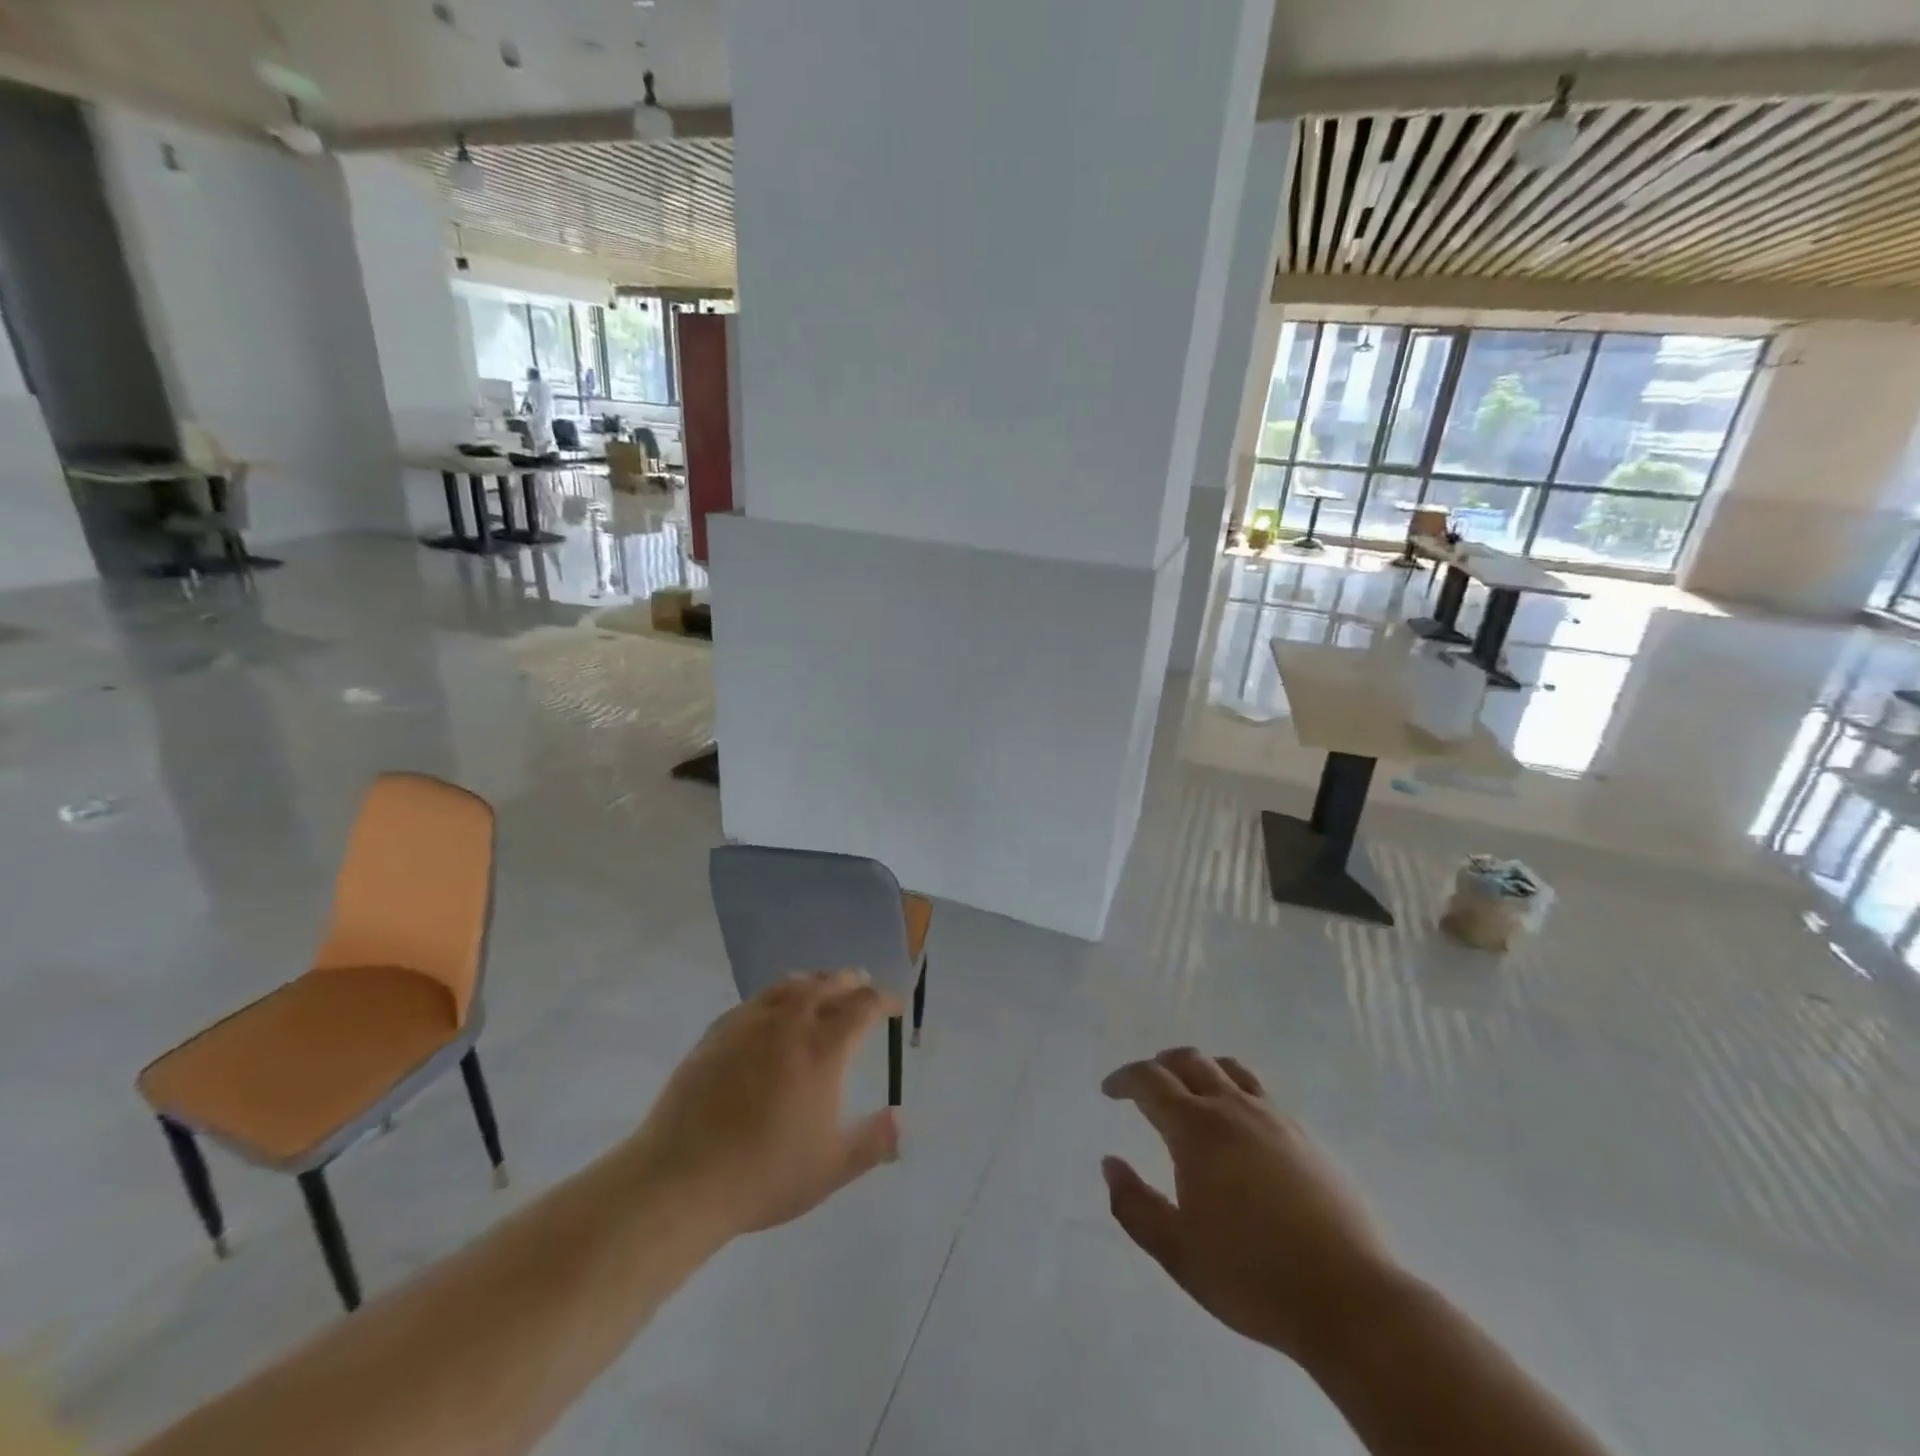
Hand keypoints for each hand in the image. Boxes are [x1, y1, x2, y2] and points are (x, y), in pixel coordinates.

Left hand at [628, 971, 901, 1237]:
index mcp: (823, 1048)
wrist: (681, 1179)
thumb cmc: (764, 1174)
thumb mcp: (831, 1168)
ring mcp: (749, 1023)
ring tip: (821, 988)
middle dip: (851, 982)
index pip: (864, 1005)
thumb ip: (873, 1141)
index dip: (885, 1000)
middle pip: (828, 984)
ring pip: (790, 985)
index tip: (895, 1007)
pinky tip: (773, 1014)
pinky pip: (757, 1000)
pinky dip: (777, 996)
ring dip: (814, 981)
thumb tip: (900, 1119)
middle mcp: (790, 1023)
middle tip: (862, 987)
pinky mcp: (717, 1032)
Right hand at [1101, 1048, 1398, 1364]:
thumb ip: (1135, 1206)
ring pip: (1230, 1070)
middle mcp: (1234, 1109)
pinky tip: (1239, 1126)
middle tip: (1146, 1085)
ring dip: (1201, 1069)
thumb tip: (1110, 1164)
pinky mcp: (1307, 1139)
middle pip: (1190, 1061)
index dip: (1125, 1078)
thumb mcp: (1177, 1252)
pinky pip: (1261, 1094)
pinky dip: (1237, 1091)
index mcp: (1197, 1129)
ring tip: (1191, 1090)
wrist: (1350, 1300)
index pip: (1150, 1081)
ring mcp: (1276, 1119)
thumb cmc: (1252, 1277)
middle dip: (1161, 1065)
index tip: (1109, 1090)